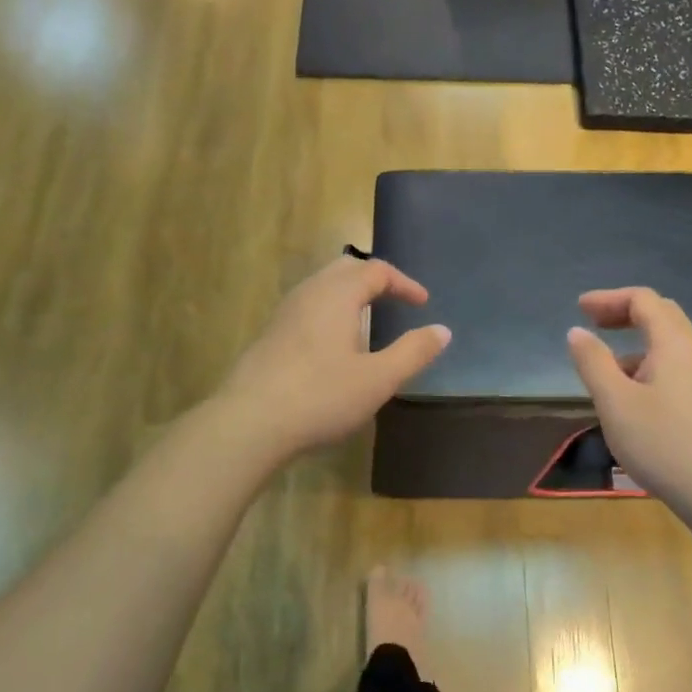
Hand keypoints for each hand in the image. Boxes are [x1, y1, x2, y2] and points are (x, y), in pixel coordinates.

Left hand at [220, 256, 450, 457]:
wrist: (249, 422)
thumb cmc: (320, 396)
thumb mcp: (378, 379)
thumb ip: (413, 352)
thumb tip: (442, 331)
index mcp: (337, 294)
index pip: (376, 271)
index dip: (403, 283)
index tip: (422, 303)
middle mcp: (308, 293)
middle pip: (345, 268)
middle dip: (374, 279)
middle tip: (395, 301)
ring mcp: (284, 312)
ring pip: (322, 286)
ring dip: (350, 295)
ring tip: (368, 321)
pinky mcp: (270, 334)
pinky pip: (307, 307)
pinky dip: (330, 311)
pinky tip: (333, 345)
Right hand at [567, 288, 691, 516]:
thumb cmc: (663, 443)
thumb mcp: (615, 402)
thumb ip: (593, 362)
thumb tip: (577, 332)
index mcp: (673, 344)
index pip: (643, 300)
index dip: (609, 299)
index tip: (579, 309)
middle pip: (661, 315)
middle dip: (624, 312)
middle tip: (593, 324)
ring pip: (668, 344)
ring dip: (635, 342)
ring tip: (604, 366)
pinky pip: (674, 368)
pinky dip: (646, 364)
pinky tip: (630, 397)